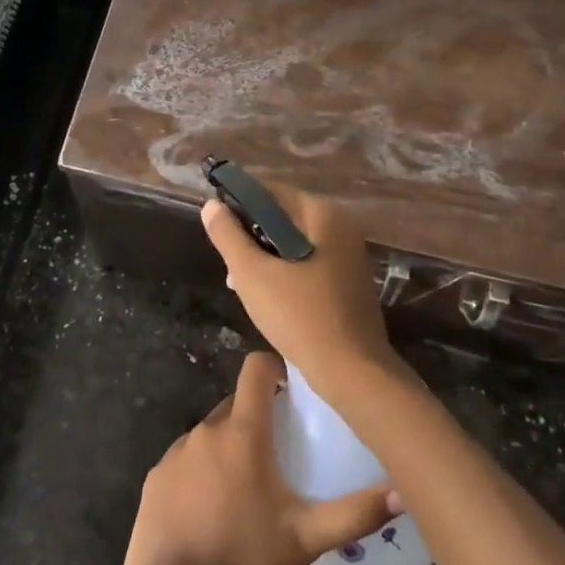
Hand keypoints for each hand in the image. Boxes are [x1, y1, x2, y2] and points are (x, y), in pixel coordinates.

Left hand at [120, 351, 394, 564]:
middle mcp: (207, 430)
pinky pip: (186, 462)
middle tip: (279, 456)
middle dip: (257, 419)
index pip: (256, 368)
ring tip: (245, 493)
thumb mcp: (305, 540)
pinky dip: (201, 474)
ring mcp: (176, 452)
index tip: (292, 391)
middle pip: (236, 404)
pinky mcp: (155, 477)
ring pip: (211, 435)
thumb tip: (404, 493)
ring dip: (229, 450)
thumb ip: (354, 513)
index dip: (275, 369)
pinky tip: (209, 514)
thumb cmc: (242, 562)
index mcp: (243, 432)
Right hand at [200, 187, 397, 395]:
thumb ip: (229, 237)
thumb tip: (212, 205)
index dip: (240, 204)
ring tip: (240, 284)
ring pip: (294, 244)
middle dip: (252, 236)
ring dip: (266, 258)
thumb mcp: (253, 275)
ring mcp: (348, 256)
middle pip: (284, 217)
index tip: (218, 227)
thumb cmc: (300, 317)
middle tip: (229, 264)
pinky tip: (268, 298)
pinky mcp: (348, 282)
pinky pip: (309, 264)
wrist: (352, 372)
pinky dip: (286, 273)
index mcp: (323, 215)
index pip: (272, 191)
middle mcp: (341, 227)